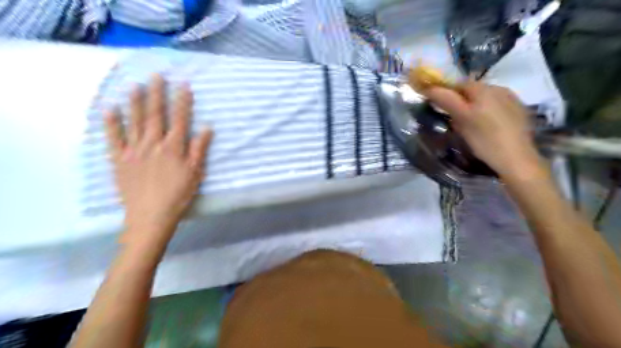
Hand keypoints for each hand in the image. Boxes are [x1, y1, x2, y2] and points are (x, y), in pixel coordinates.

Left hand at [103, 73, 213, 247]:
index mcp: (174, 147)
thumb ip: (199, 149)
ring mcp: (134, 150)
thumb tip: (207, 128)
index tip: (183, 84)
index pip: (180, 119)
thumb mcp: (195, 173)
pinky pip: (114, 137)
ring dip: (135, 102)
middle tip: (157, 75)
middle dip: (157, 94)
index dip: (182, 101)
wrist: (151, 215)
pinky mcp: (119, 159)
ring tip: (136, 85)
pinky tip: (111, 109)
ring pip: (134, 121)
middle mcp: (153, 143)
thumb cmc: (178, 195)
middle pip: (156, 115)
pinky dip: (112, 122)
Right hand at [428, 80, 544, 179]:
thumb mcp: (461, 118)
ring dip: (474, 107)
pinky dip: (488, 112)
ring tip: (470, 124)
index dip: (446, 93)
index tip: (439, 107)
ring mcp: (512, 100)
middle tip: (453, 118)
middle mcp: (499, 88)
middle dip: (461, 101)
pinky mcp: (519, 112)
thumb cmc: (484, 138)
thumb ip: (445, 100)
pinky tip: (487, 127)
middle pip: (473, 90)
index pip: (459, 83)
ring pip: (485, 99)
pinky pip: (497, 106)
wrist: (516, 159)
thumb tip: (429, 88)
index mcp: (484, 88)